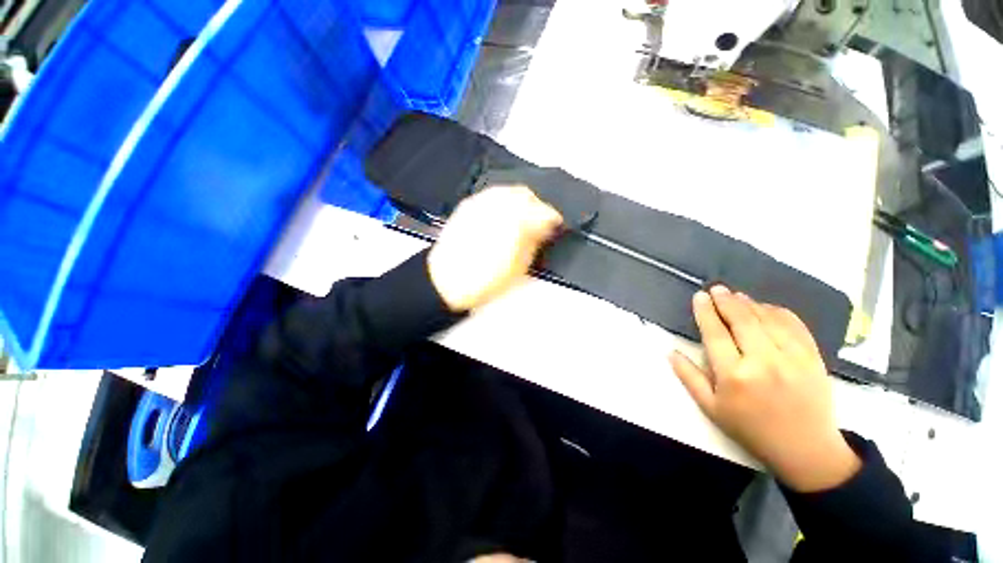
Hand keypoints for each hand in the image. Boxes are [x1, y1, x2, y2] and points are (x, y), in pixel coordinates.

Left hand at [427, 185, 562, 311]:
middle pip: (527, 195)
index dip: (555, 219)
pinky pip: (492, 195)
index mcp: (516, 221)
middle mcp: (498, 205)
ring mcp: (481, 203)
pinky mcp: (468, 205)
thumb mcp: (519, 266)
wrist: (447, 281)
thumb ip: (535, 243)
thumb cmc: (482, 279)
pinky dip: (503, 201)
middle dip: (538, 206)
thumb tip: (544, 230)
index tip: (557, 225)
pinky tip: (503, 215)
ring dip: (521, 201)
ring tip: (523, 218)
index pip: (545, 212)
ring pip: (509, 190)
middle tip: (541, 221)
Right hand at [670, 286, 860, 491]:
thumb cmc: (751, 428)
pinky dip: (778, 311)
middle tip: (716, 289)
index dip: (706, 312)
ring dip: (750, 303)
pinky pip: (794, 325)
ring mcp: (793, 358)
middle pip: (742, 320)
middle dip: (726, 301)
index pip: (716, 333)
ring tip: (736, 296)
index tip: (699, 297)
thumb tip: (670, 351)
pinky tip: (765, 308)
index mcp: (734, 376)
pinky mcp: (813, 357)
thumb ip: (688, 377)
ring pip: (767, 319)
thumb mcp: (711, 408)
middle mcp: (764, 362)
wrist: (806, 449)